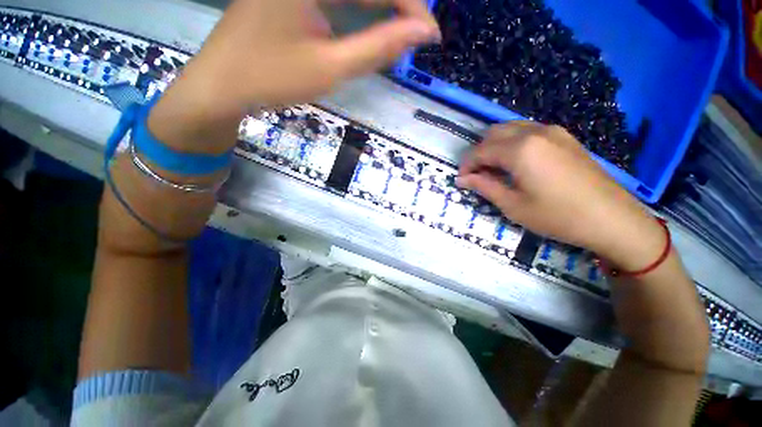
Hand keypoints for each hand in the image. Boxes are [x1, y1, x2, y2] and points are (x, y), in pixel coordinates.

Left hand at [148, 0, 439, 151]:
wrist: (222, 85)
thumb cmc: (272, 79)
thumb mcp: (331, 68)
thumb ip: (378, 47)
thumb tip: (421, 33)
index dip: (411, 6)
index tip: (431, 34)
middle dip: (396, 6)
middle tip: (415, 35)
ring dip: (378, 7)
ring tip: (399, 32)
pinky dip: (356, 9)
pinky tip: (369, 22)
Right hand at [457, 122, 664, 270]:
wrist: (613, 219)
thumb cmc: (558, 216)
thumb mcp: (513, 205)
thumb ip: (484, 187)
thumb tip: (462, 179)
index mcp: (520, 149)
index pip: (480, 151)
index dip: (466, 165)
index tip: (461, 180)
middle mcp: (534, 132)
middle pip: (493, 133)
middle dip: (479, 153)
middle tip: (477, 175)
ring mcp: (553, 132)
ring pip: (511, 129)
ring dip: (495, 146)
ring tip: (494, 169)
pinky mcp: (564, 137)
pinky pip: (528, 132)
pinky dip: (513, 143)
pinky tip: (516, 163)